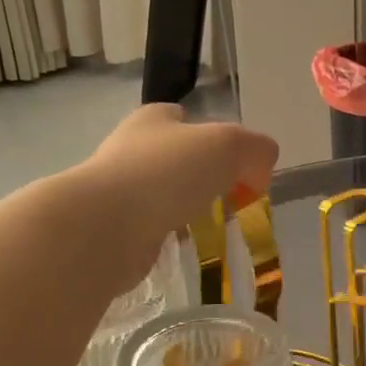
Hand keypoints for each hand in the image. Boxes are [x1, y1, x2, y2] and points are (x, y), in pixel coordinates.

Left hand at [79, 104, 279, 278]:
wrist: (106, 227)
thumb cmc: (167, 174)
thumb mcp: (230, 146)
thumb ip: (256, 150)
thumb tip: (259, 170)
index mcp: (153, 120)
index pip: (185, 118)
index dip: (215, 138)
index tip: (236, 167)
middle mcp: (130, 149)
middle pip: (175, 158)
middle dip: (201, 177)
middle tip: (229, 199)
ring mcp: (118, 190)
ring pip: (163, 195)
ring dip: (185, 209)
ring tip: (210, 227)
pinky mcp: (114, 229)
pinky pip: (151, 228)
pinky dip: (169, 236)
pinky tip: (182, 247)